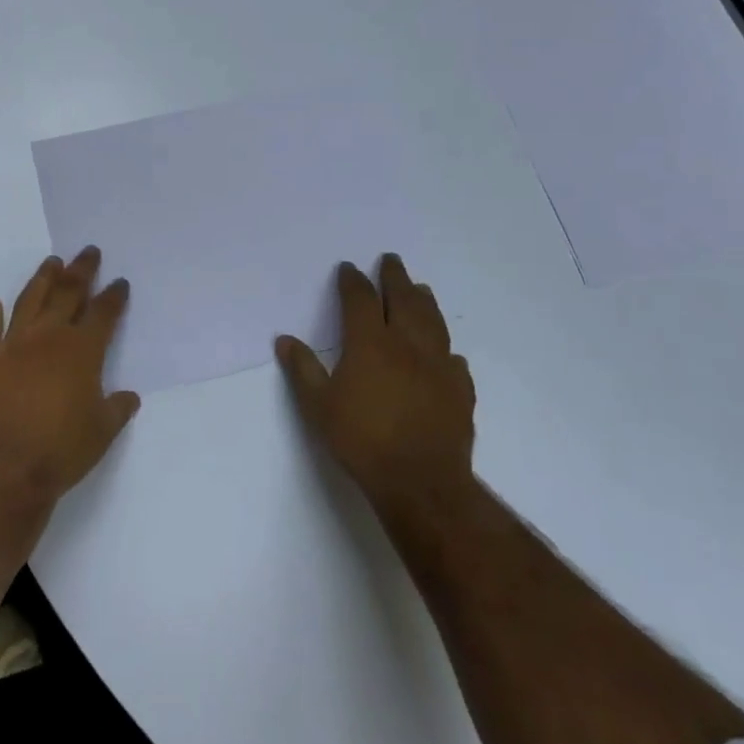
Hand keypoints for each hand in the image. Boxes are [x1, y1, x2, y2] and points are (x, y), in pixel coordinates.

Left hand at [0, 246, 141, 508]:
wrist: (5, 466)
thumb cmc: (62, 449)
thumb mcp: (102, 432)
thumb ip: (116, 408)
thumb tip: (129, 396)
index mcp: (82, 350)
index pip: (103, 313)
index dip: (113, 296)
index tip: (119, 282)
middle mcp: (49, 337)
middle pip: (68, 292)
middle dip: (81, 270)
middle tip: (88, 252)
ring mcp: (14, 344)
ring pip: (30, 300)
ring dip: (42, 279)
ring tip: (51, 262)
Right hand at [275, 254, 475, 523]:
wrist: (421, 483)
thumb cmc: (362, 440)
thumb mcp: (318, 406)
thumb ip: (302, 370)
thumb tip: (284, 340)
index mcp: (370, 343)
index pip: (360, 299)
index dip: (352, 281)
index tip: (348, 268)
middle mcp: (406, 345)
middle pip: (402, 299)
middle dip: (394, 277)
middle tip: (391, 260)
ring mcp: (438, 367)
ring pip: (433, 323)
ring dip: (424, 301)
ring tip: (420, 289)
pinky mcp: (459, 392)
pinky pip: (454, 362)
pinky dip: (446, 351)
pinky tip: (446, 355)